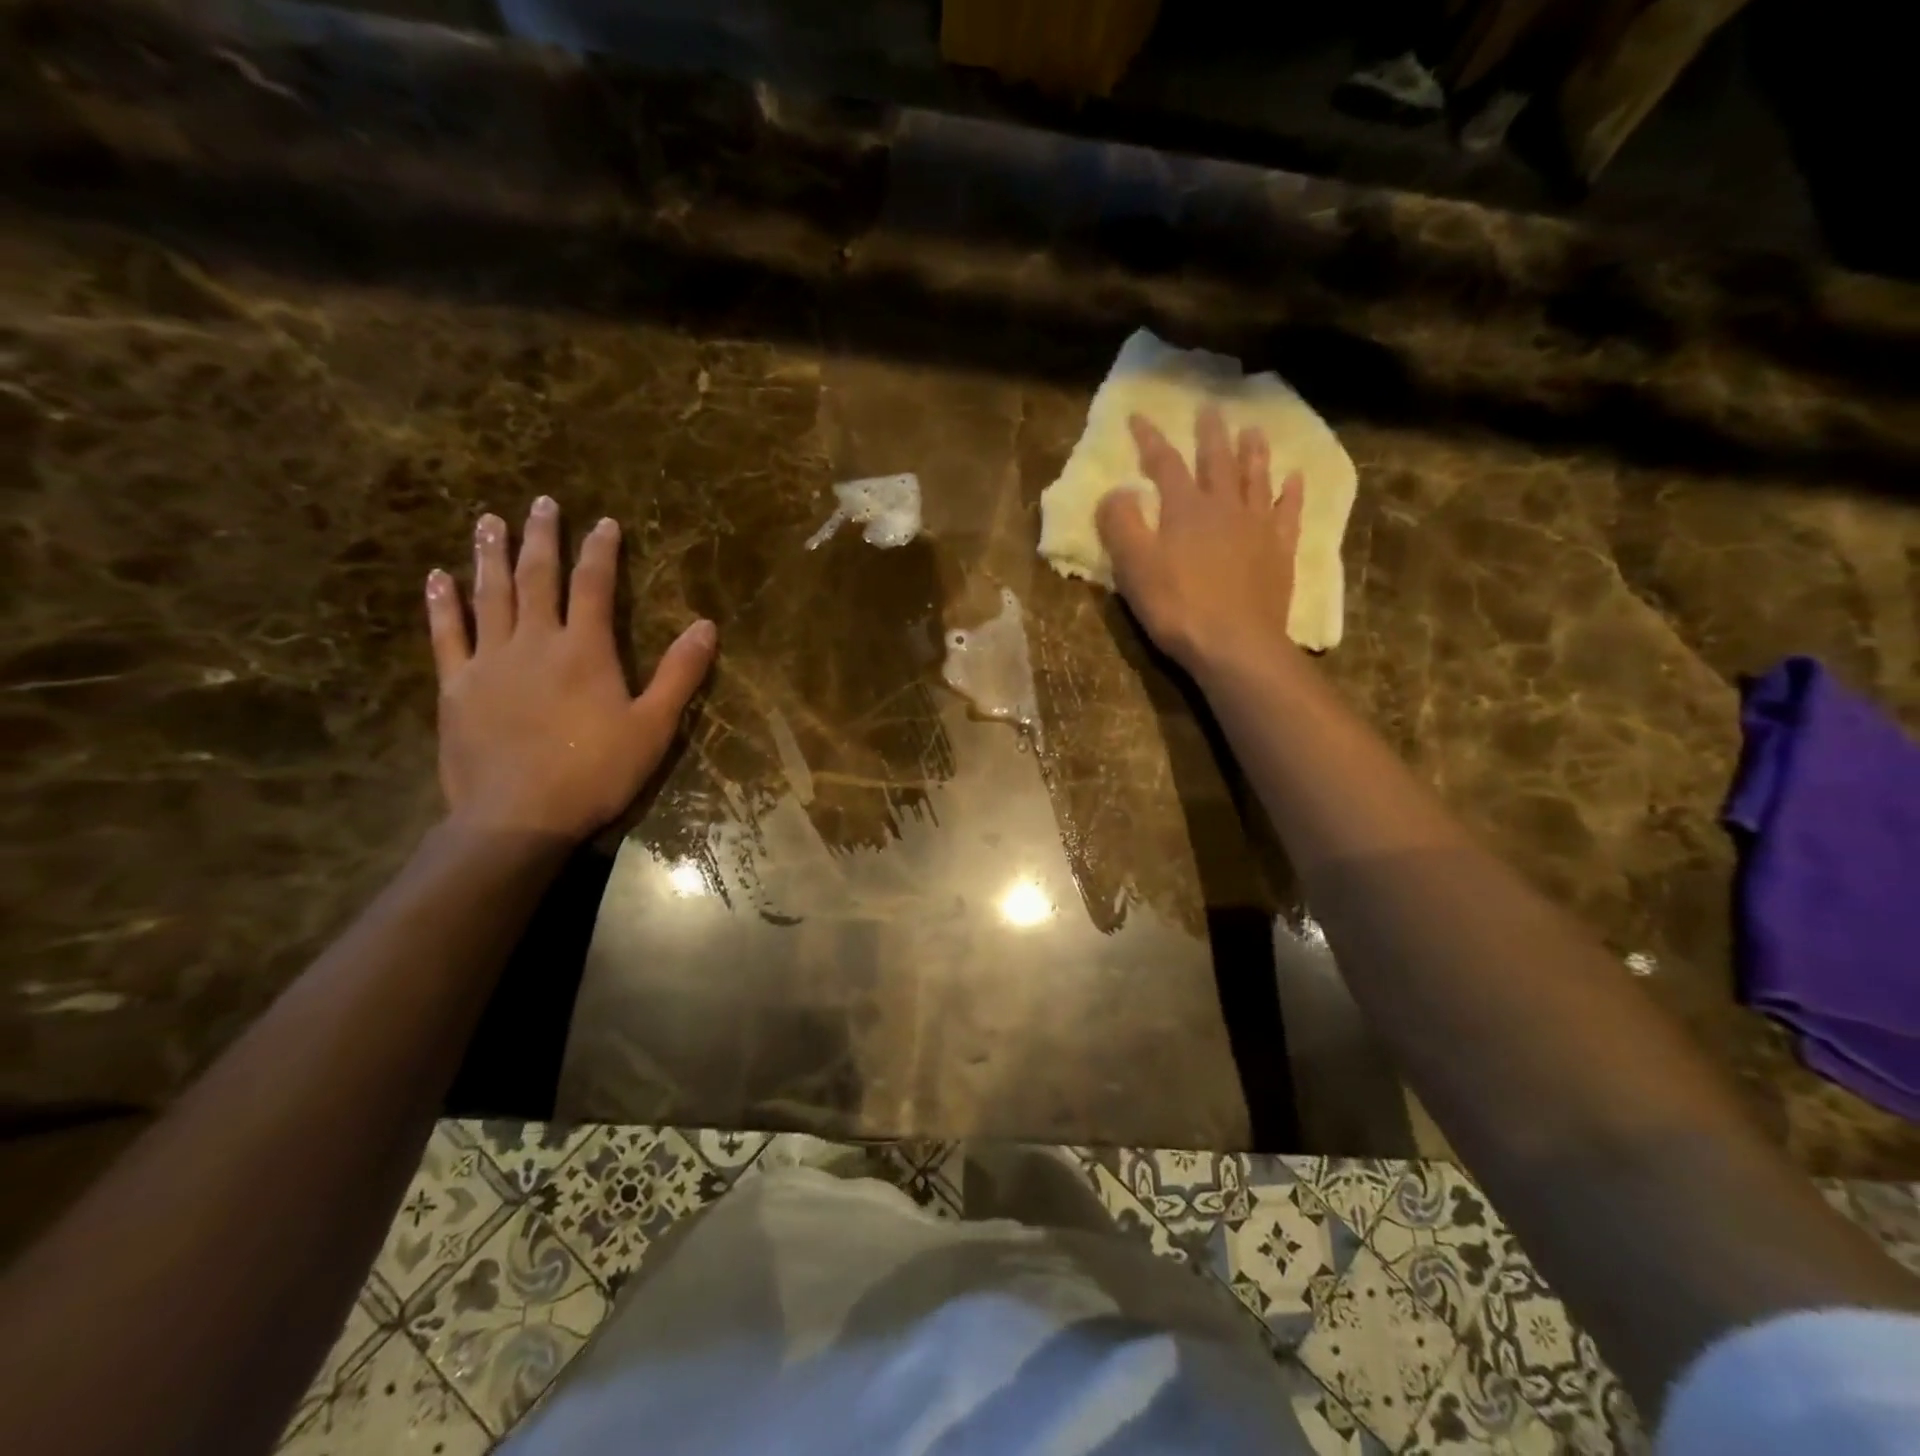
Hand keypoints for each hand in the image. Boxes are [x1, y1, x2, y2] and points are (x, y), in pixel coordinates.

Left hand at [424, 496, 716, 839]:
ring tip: (489, 520)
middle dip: (542, 538)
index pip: (595, 586)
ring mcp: (490, 661)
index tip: (603, 522)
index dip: (601, 551)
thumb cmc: (596, 772)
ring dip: (490, 555)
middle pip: (538, 578)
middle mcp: (535, 642)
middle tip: (540, 503)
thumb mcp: (653, 727)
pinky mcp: (456, 686)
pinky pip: (446, 635)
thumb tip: (707, 626)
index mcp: (585, 650)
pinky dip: (442, 604)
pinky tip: (438, 578)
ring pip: (489, 595)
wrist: (519, 815)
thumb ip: (679, 674)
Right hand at [1096, 406, 1304, 676]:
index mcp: (1185, 509)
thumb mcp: (1134, 567)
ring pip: (1256, 478)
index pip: (1164, 463)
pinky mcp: (1280, 552)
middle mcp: (1224, 507)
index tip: (1138, 416)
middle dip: (1210, 433)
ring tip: (1253, 429)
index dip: (1150, 439)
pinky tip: (1295, 478)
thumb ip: (1121, 525)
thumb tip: (1117, 491)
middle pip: (1217, 461)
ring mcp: (1258, 528)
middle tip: (1210, 408)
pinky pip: (1288, 512)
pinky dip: (1291, 492)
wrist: (1235, 644)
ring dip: (1253, 452)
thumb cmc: (1177, 607)